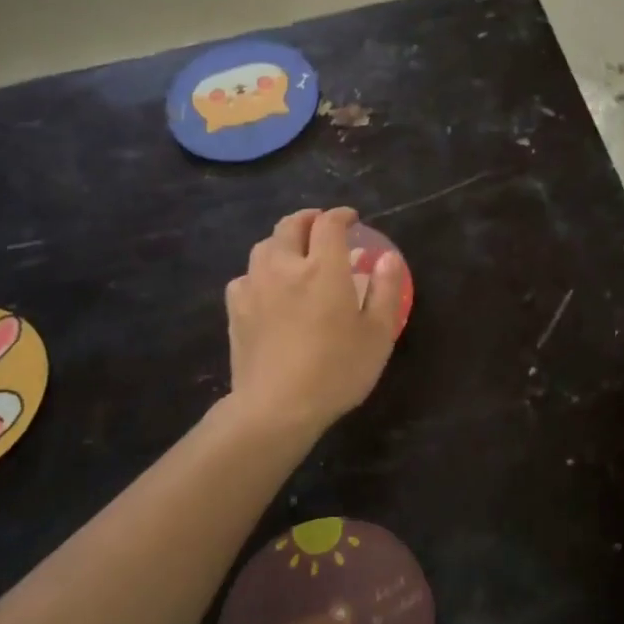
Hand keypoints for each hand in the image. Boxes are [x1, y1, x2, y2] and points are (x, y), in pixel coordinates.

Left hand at [226, 207, 405, 436]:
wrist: (277, 407)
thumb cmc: (337, 370)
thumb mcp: (378, 333)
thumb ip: (385, 289)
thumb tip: (387, 257)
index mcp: (323, 268)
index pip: (329, 224)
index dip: (341, 216)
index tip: (351, 219)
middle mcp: (286, 267)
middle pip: (290, 226)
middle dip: (308, 219)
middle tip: (321, 226)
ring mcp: (255, 287)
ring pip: (264, 247)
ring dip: (282, 242)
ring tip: (295, 253)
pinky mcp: (236, 310)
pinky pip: (245, 277)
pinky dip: (259, 273)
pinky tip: (267, 288)